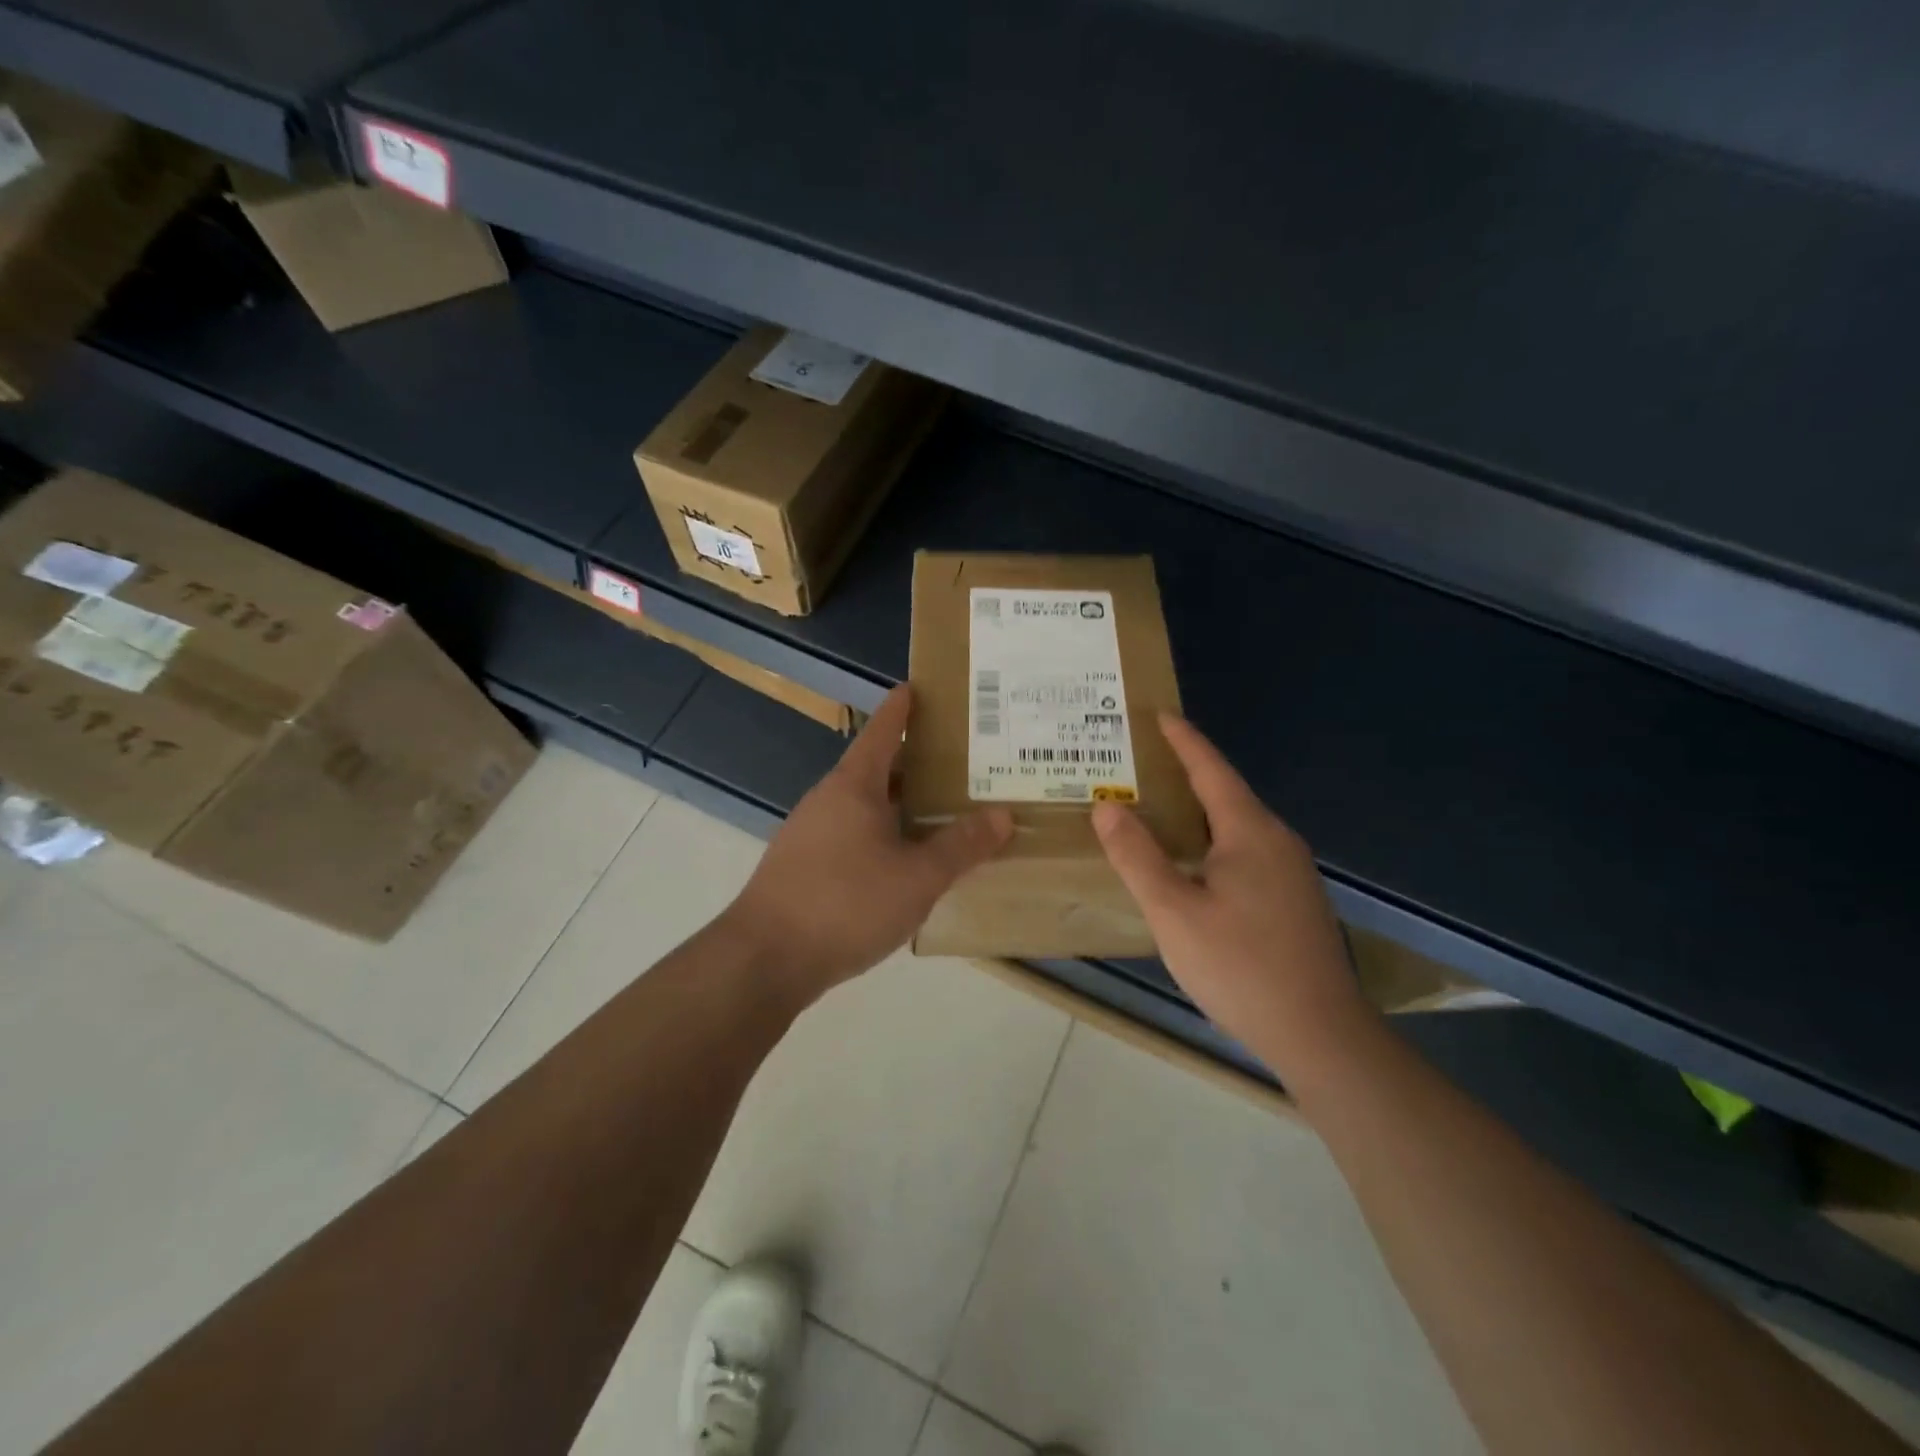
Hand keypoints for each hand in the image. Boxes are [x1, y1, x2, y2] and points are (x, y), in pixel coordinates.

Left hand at [727, 686, 1012, 997]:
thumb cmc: (846, 903)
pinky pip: (853, 835)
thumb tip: (1002, 815)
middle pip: (876, 768)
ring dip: (900, 803)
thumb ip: (961, 846)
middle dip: (915, 762)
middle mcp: (829, 800)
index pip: (882, 730)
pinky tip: (906, 860)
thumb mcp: (917, 877)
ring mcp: (811, 833)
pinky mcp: (804, 867)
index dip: (902, 708)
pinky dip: (883, 834)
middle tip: (960, 760)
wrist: (765, 959)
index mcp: (854, 786)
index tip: (919, 687)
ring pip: (865, 805)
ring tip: (942, 809)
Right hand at [1092, 714, 1367, 1071]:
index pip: (1211, 770)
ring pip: (1236, 827)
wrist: (1320, 1035)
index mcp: (1250, 832)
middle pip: (1226, 794)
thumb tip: (1107, 806)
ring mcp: (1291, 873)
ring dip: (1197, 811)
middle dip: (1185, 773)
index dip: (1183, 740)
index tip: (1158, 714)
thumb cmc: (1241, 967)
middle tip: (1141, 763)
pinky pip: (1245, 852)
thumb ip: (1137, 856)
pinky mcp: (1293, 901)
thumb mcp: (1174, 912)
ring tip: (1157, 808)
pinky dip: (1212, 841)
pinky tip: (1191, 863)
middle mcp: (1276, 841)